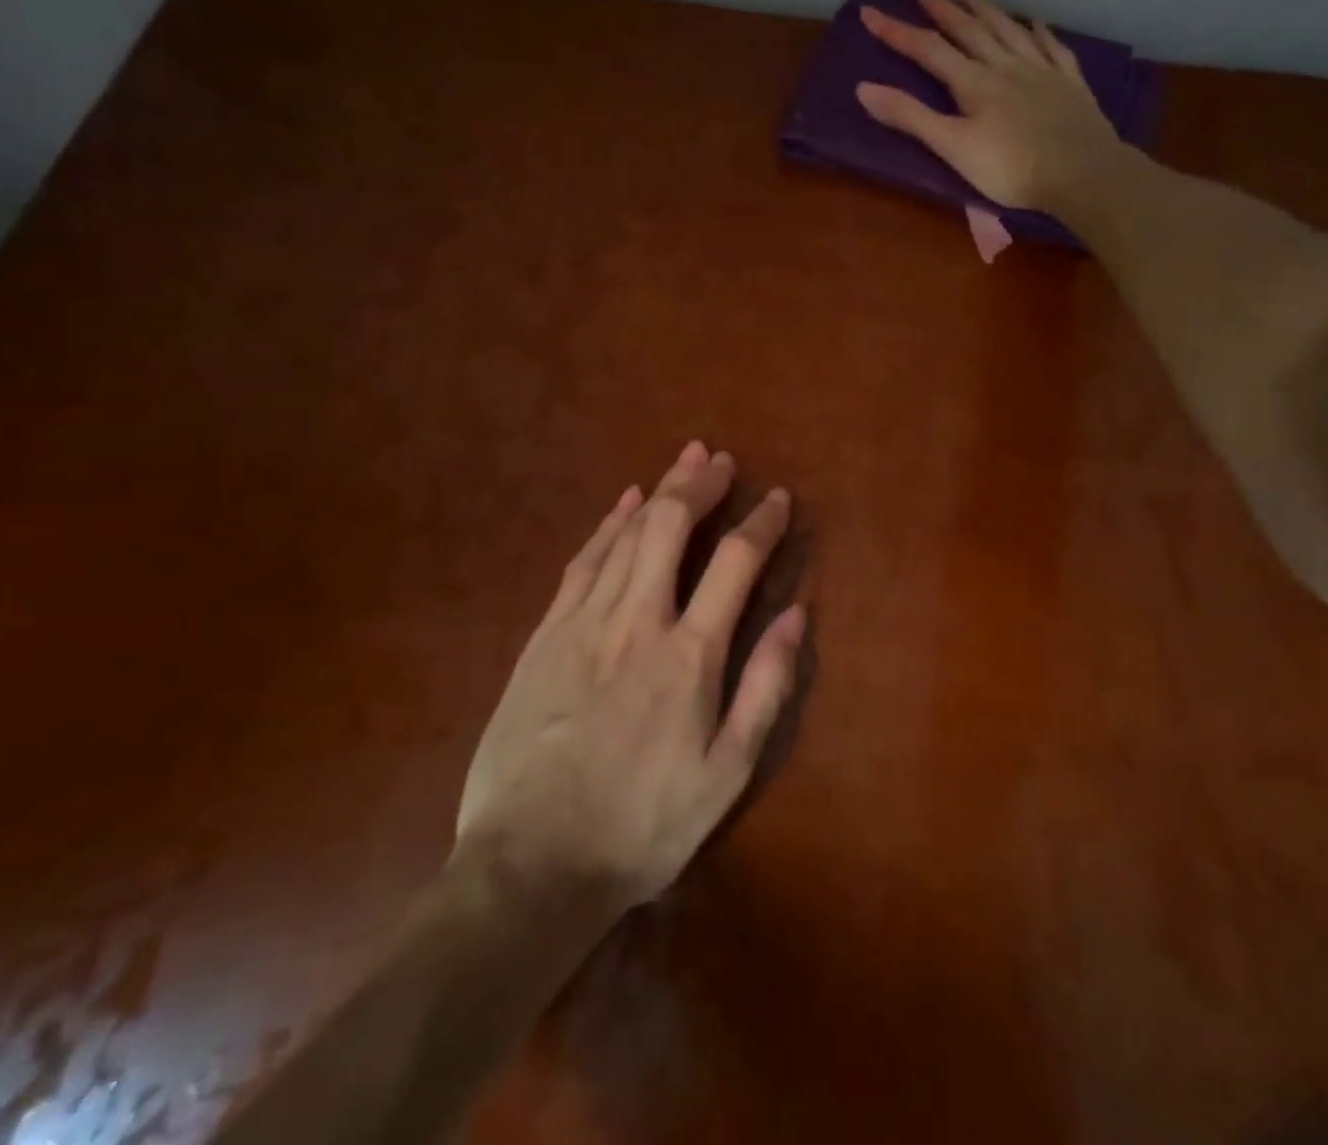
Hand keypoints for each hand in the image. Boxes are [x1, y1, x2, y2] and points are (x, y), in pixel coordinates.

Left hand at [455, 442, 802, 910]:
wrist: (530, 866)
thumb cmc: (643, 825)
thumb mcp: (727, 772)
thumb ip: (766, 686)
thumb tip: (797, 615)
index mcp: (689, 654)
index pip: (735, 563)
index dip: (761, 523)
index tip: (778, 498)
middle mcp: (637, 621)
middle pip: (670, 528)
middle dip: (700, 485)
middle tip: (721, 460)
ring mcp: (583, 623)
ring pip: (625, 535)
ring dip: (659, 492)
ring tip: (683, 461)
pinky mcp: (544, 636)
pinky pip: (582, 562)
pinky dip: (607, 524)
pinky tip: (624, 504)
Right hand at [855, 0, 1129, 213]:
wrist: (1080, 172)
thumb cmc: (1010, 168)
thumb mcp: (952, 147)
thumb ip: (911, 118)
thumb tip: (864, 89)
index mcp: (973, 82)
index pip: (928, 50)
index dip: (897, 32)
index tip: (871, 12)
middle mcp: (1005, 66)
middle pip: (970, 30)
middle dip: (944, 9)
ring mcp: (1041, 71)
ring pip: (1008, 30)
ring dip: (986, 9)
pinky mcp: (1069, 84)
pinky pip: (1052, 48)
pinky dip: (1039, 32)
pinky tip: (1035, 23)